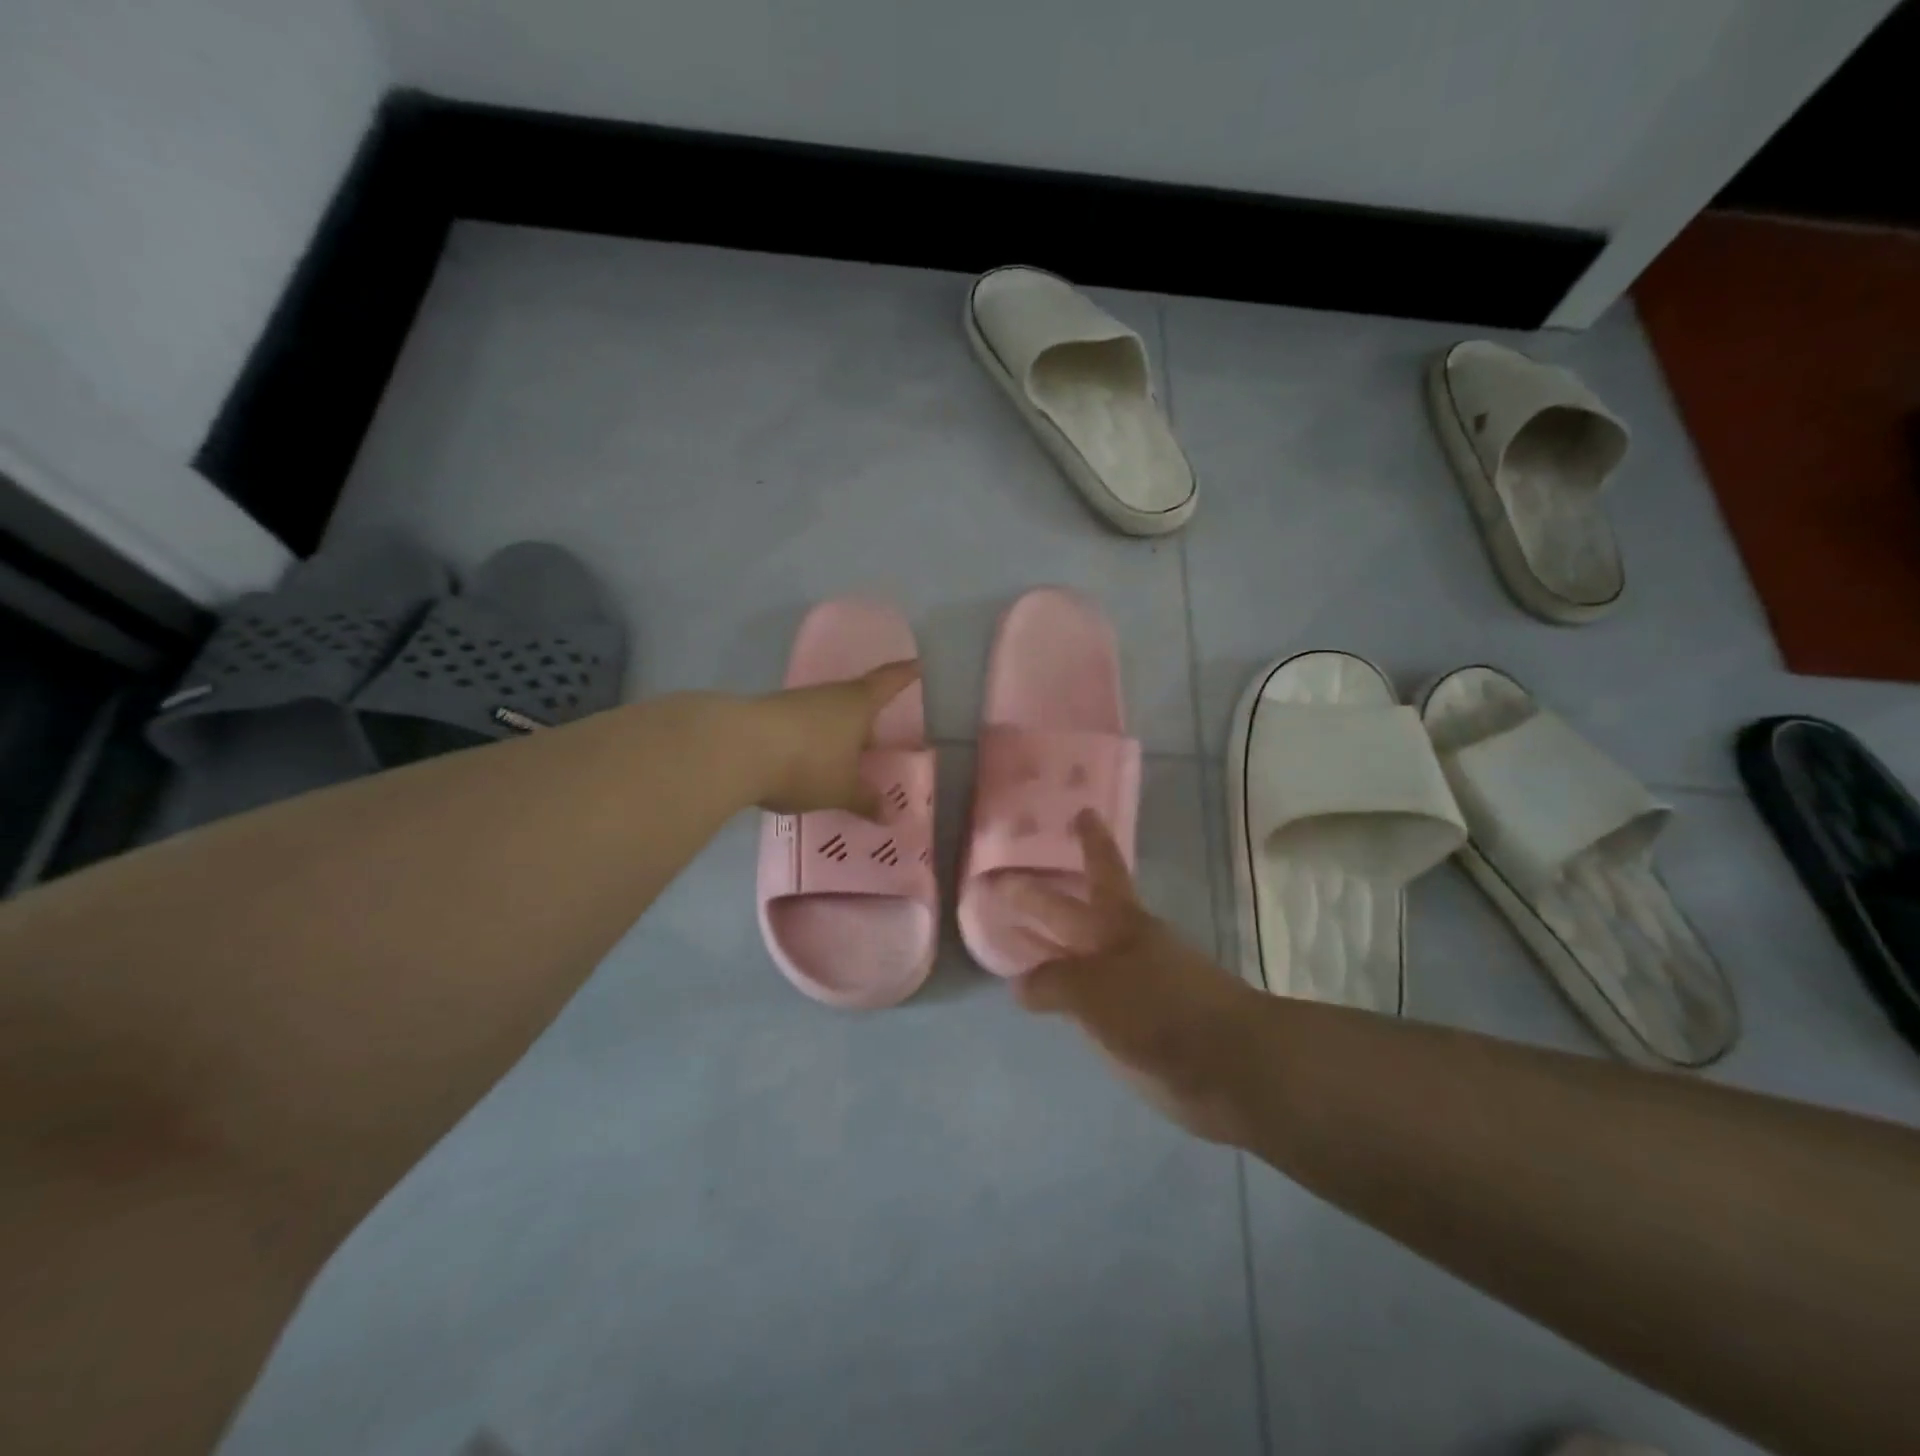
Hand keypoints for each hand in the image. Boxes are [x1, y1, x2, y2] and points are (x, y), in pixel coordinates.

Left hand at [748, 659, 921, 817]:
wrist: (734, 749)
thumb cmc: (806, 763)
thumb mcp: (841, 789)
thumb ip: (866, 800)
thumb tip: (892, 815)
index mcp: (857, 705)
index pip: (888, 682)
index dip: (904, 675)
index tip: (917, 665)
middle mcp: (828, 696)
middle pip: (855, 699)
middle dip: (865, 716)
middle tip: (876, 735)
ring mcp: (795, 703)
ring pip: (825, 714)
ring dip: (835, 731)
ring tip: (841, 756)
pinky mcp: (768, 716)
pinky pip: (800, 727)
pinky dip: (809, 741)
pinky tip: (806, 762)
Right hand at [1010, 810, 1262, 1145]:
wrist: (1227, 1066)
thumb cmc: (1161, 1007)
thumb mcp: (1097, 988)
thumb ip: (1054, 982)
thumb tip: (1020, 984)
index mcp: (1121, 921)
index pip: (1102, 868)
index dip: (1091, 841)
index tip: (1082, 810)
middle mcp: (1122, 945)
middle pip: (1074, 913)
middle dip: (1039, 898)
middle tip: (999, 882)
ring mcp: (1128, 984)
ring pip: (1076, 954)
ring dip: (1045, 945)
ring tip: (1009, 940)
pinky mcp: (1130, 1023)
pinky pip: (1082, 997)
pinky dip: (1059, 991)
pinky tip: (1041, 997)